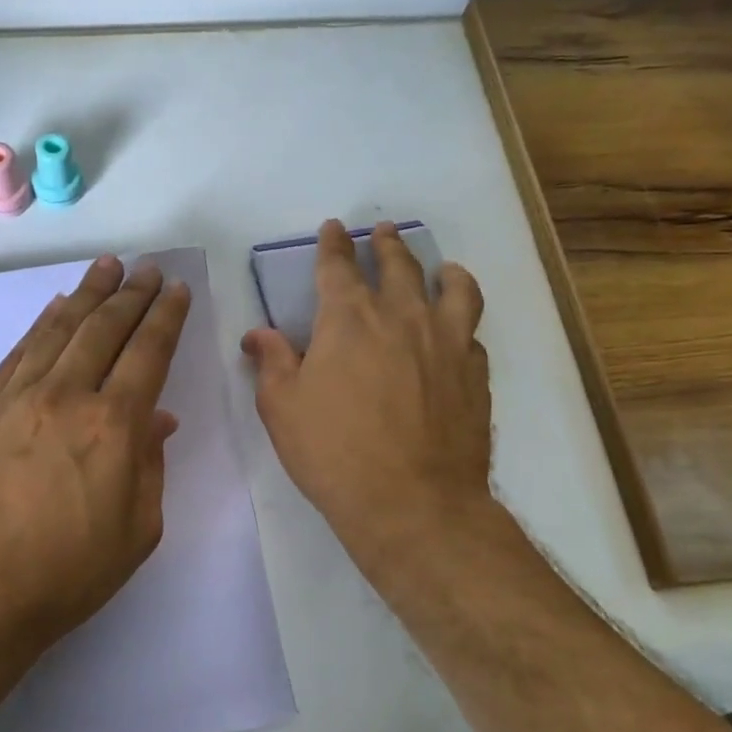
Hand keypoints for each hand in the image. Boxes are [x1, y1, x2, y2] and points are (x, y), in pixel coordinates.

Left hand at [0, 255, 191, 666]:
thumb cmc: (63, 577)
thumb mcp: (136, 533)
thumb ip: (150, 466)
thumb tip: (156, 418)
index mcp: (112, 427)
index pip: (147, 353)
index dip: (164, 317)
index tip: (174, 289)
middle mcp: (64, 397)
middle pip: (103, 329)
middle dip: (130, 294)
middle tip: (145, 268)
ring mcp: (14, 399)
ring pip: (57, 330)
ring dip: (86, 295)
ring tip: (106, 268)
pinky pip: (17, 354)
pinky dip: (41, 325)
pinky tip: (55, 309)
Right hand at [242, 220, 491, 571]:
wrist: (412, 502)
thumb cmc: (334, 452)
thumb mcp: (282, 407)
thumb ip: (272, 362)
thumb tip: (257, 334)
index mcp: (349, 318)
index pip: (338, 266)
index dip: (333, 244)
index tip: (333, 228)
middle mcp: (402, 315)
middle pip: (397, 264)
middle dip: (386, 243)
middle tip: (383, 231)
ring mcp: (446, 341)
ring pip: (452, 287)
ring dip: (442, 270)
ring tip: (442, 268)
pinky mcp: (474, 372)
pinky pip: (472, 333)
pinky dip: (462, 323)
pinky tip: (457, 333)